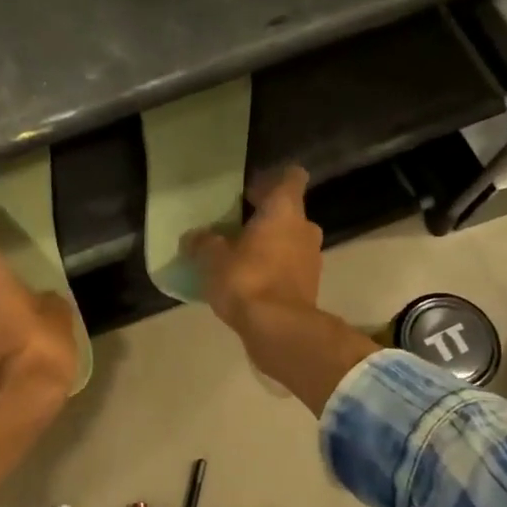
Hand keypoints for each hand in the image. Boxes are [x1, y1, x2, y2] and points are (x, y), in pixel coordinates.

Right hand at [185, 166, 322, 330]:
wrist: (278, 328)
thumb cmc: (246, 278)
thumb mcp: (211, 258)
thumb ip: (202, 242)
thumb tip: (193, 238)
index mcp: (284, 210)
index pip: (291, 177)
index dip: (272, 180)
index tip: (250, 191)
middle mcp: (305, 228)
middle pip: (288, 213)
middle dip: (265, 219)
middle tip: (236, 228)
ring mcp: (312, 259)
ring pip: (290, 241)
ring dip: (270, 246)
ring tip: (240, 259)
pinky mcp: (310, 286)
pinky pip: (290, 268)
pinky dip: (274, 271)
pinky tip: (250, 284)